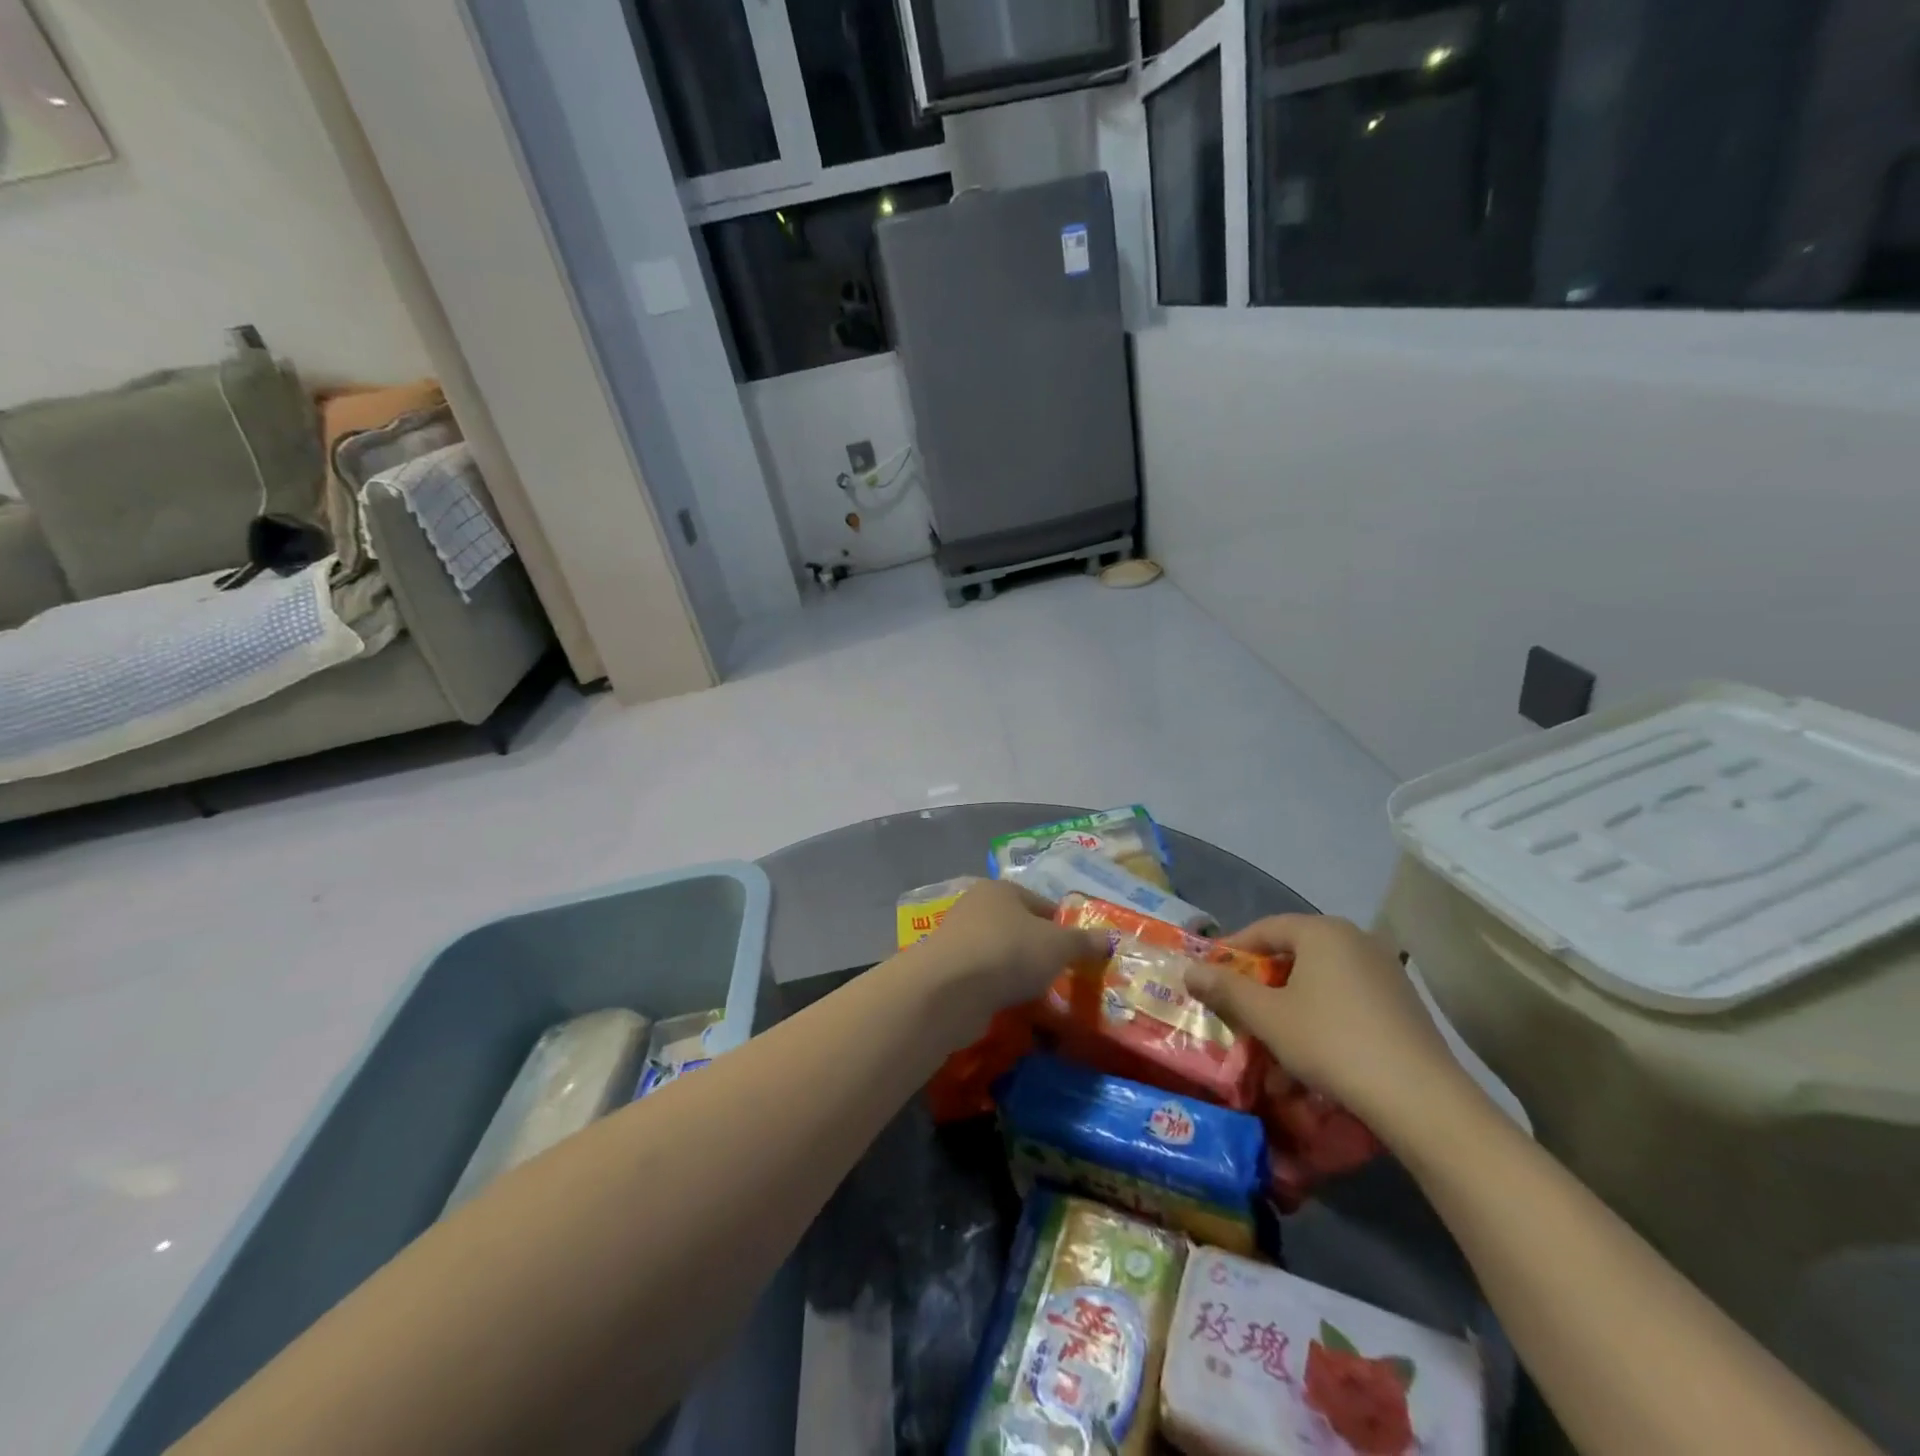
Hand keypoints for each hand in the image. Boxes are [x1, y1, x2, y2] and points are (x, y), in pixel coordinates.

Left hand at [910, 880, 1107, 1031]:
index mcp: (1001, 890)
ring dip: (1017, 973)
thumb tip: (1109, 938)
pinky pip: (983, 980)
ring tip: (1040, 996)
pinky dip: (997, 991)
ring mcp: (958, 940)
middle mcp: (976, 907)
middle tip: (1062, 977)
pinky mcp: (947, 972)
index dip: (1064, 926)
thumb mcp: (1059, 946)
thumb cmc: (1009, 952)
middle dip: (1039, 952)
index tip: (1079, 953)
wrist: (949, 989)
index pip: (1042, 904)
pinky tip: (1011, 1007)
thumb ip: (1084, 942)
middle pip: (1018, 928)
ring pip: (1000, 955)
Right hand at [1182, 914, 1478, 1134]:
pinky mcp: (1403, 1004)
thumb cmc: (1331, 1042)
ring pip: (1320, 980)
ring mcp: (1385, 971)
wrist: (1420, 1098)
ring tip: (1271, 1038)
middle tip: (1237, 1008)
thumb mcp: (1267, 1017)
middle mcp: (1356, 940)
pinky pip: (1347, 999)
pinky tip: (1312, 1053)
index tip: (1209, 976)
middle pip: (1293, 953)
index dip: (1232, 951)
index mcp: (1322, 931)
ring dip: (1290, 1005)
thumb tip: (1188, 969)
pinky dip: (1322, 1017)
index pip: (1264, 929)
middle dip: (1261, 982)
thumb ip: (1225, 989)